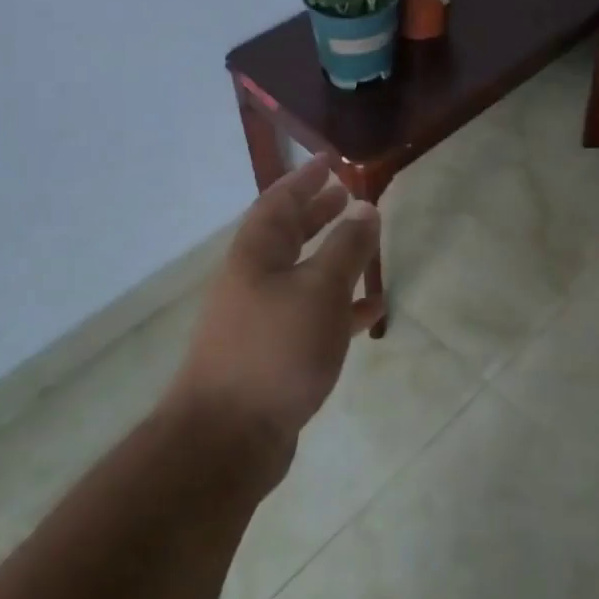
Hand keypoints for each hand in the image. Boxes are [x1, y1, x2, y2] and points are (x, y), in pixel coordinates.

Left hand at [168, 156, 382, 462]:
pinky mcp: (273, 354)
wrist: (228, 437)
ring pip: (301, 274)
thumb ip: (346, 247)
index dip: (306, 178)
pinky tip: (370, 310)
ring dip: (331, 256)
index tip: (331, 161)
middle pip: (287, 234)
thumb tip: (365, 207)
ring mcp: (260, 318)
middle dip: (316, 212)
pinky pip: (311, 316)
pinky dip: (339, 307)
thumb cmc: (275, 349)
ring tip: (365, 244)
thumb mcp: (320, 290)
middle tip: (347, 195)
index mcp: (256, 253)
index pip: (280, 200)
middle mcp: (253, 279)